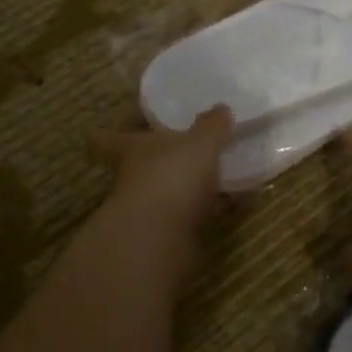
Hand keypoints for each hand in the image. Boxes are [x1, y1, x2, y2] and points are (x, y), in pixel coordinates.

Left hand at [92, 106, 234, 232]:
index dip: (117, 129)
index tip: (136, 121)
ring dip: (199, 184)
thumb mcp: (199, 142)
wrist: (160, 242)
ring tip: (233, 171)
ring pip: (174, 190)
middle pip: (145, 163)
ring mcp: (150, 209)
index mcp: (130, 148)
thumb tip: (221, 109)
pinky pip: (198, 214)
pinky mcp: (171, 235)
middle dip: (170, 157)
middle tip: (201, 145)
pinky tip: (246, 201)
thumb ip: (212, 125)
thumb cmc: (171, 176)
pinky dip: (219, 208)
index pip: (105, 138)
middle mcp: (134, 177)